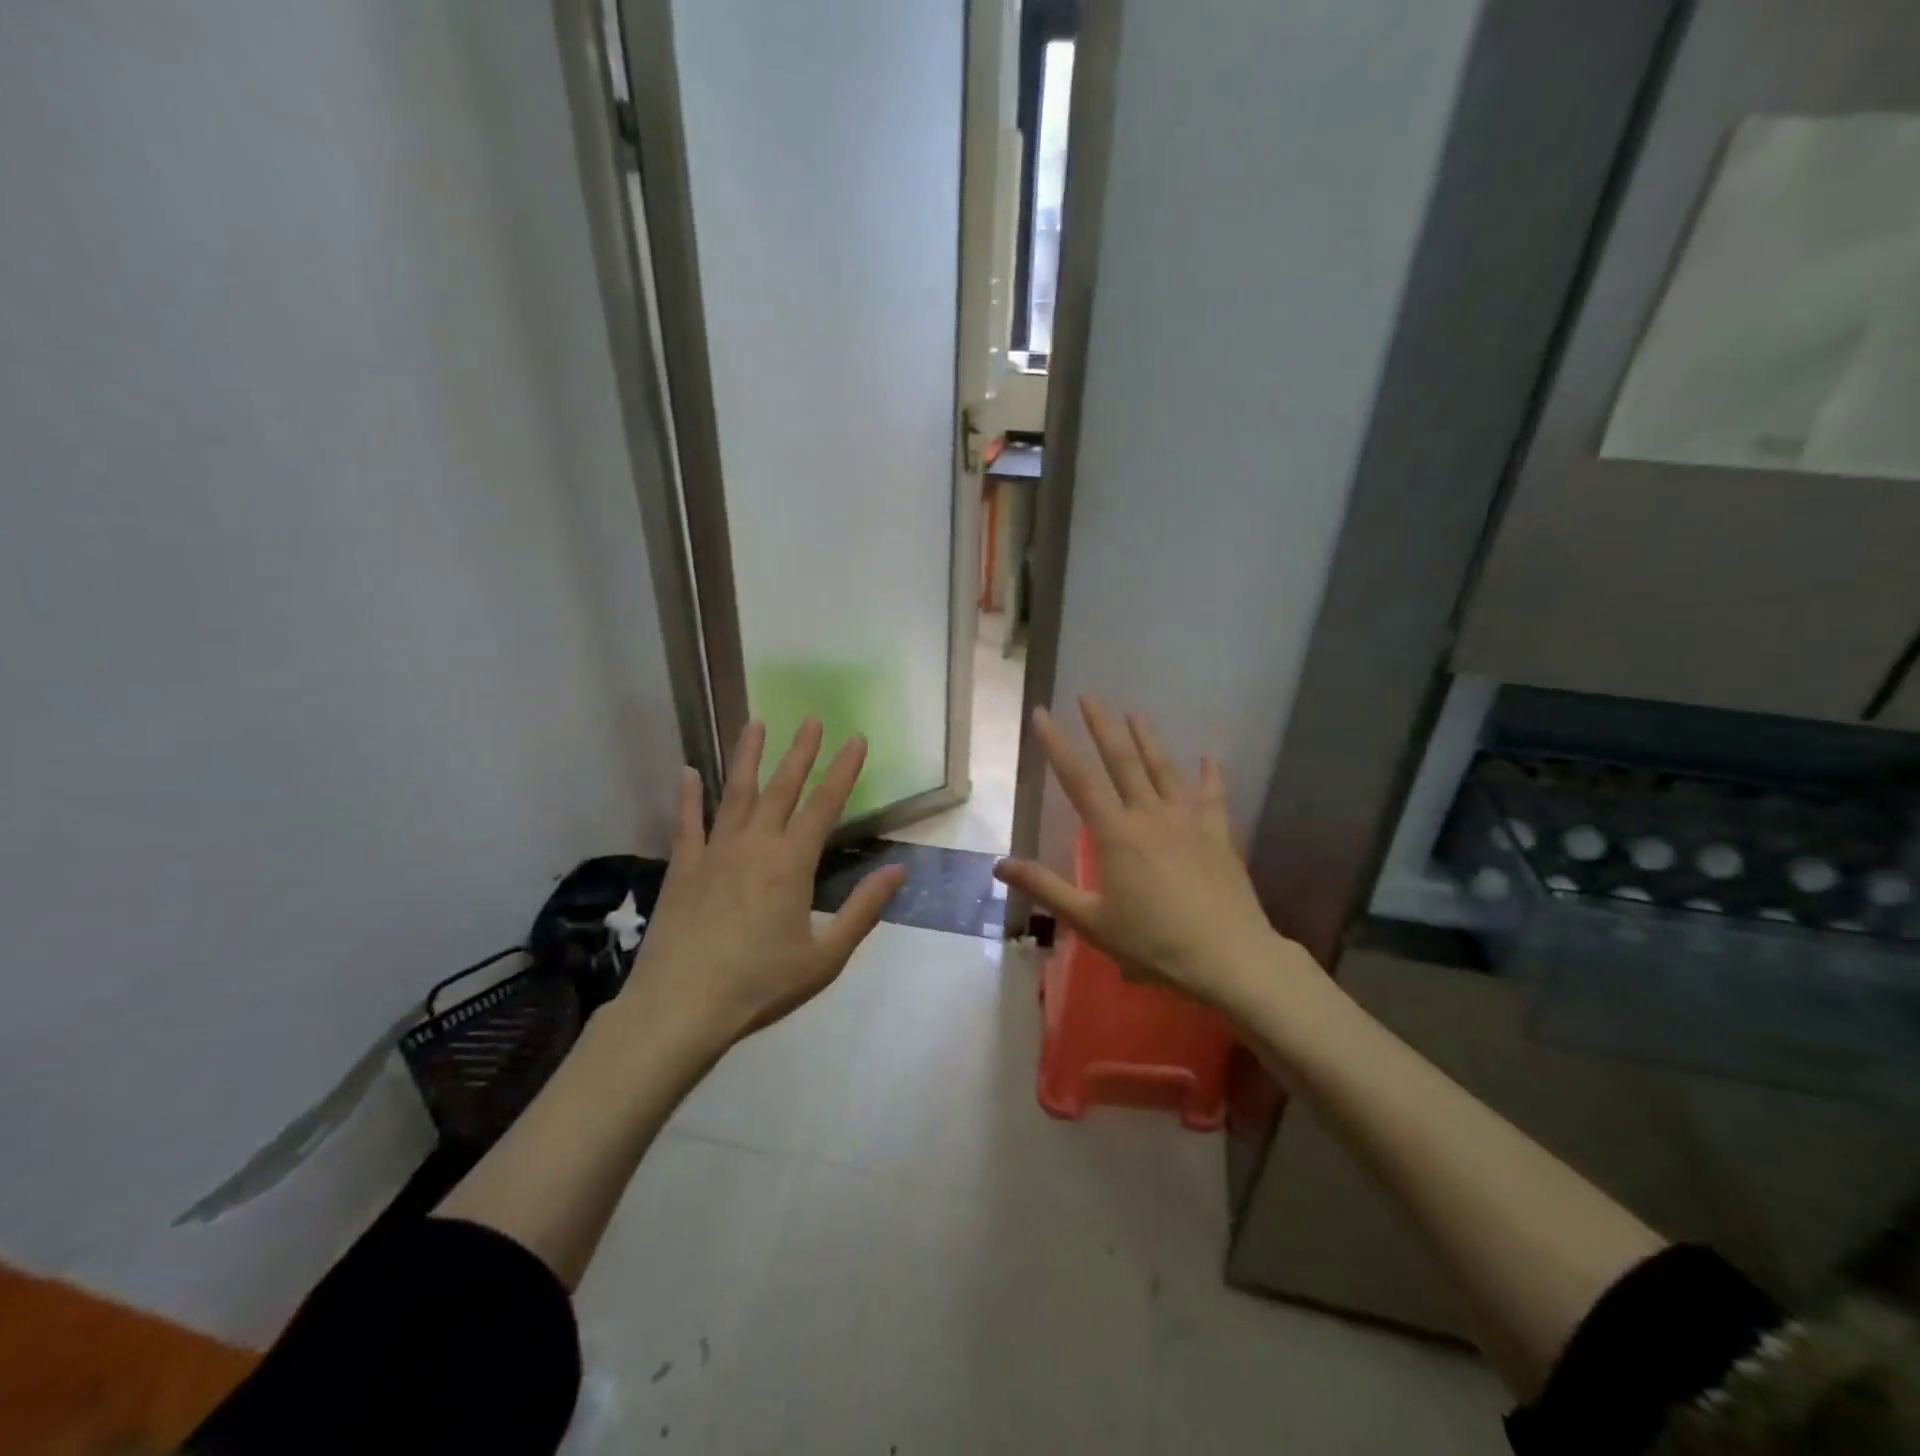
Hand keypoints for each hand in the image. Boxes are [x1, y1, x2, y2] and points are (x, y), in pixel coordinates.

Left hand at [618, 718, 906, 1046]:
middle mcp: (754, 845)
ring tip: (755, 723)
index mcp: (792, 863)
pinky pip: (686, 822)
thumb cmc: (760, 985)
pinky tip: (688, 771)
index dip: (843, 770)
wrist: (681, 1007)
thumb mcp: (825, 956)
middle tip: (811, 718)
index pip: (825, 805)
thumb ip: (863, 910)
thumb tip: (899, 871)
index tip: (856, 738)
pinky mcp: (682, 867)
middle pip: (782, 788)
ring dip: (747, 756)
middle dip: (801, 752)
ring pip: (735, 793)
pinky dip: (688, 795)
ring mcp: (714, 852)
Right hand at [994, 698, 1288, 1016]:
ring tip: (1135, 713)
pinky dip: (1211, 775)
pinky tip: (1209, 758)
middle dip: (1102, 726)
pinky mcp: (1218, 835)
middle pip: (1123, 761)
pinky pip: (1213, 796)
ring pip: (1164, 769)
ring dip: (1148, 739)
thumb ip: (1045, 888)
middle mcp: (1150, 816)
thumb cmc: (1153, 942)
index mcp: (1115, 834)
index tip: (1041, 713)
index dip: (1057, 745)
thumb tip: (999, 865)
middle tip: (1089, 696)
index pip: (1079, 779)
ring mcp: (1188, 821)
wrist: (1228, 957)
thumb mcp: (1090, 921)